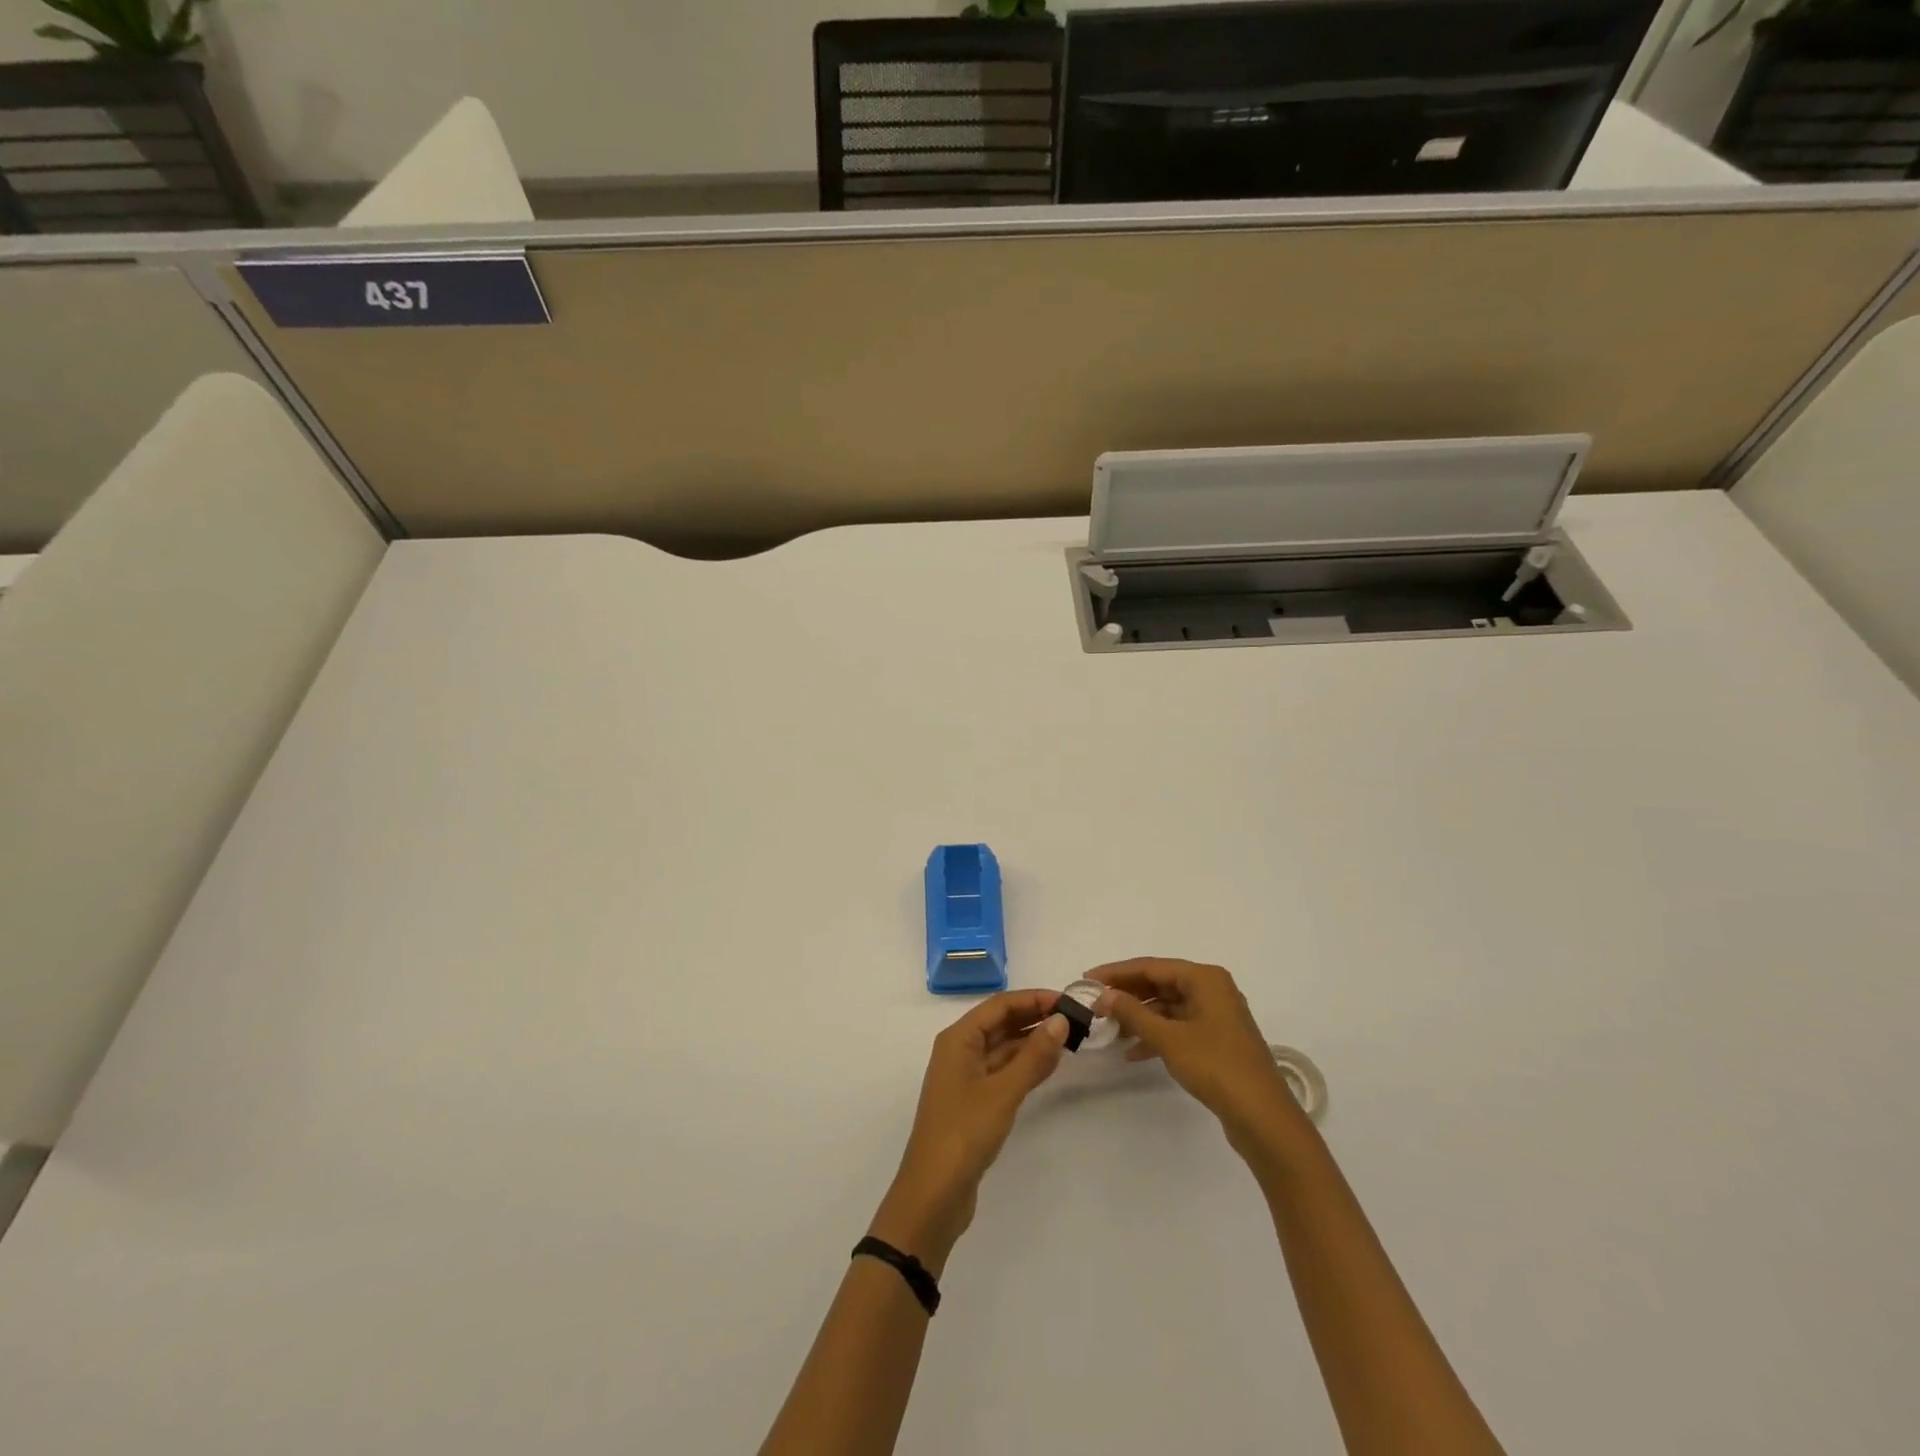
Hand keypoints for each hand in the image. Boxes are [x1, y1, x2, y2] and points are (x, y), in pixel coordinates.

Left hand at [870, 990, 1068, 1273]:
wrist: (933, 1194)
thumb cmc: (964, 1132)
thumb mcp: (1003, 1091)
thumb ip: (1033, 1055)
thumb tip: (1061, 1020)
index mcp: (958, 1038)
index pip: (1000, 1004)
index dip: (1034, 998)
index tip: (1069, 1000)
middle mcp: (960, 1050)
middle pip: (1001, 1022)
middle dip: (1035, 1017)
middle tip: (1075, 1018)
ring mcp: (966, 1077)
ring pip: (1003, 1047)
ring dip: (1033, 1041)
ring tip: (1070, 1037)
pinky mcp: (974, 1101)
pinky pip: (1003, 1070)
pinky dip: (1025, 1065)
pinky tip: (1051, 1064)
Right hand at [1091, 958, 1298, 1153]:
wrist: (1263, 1118)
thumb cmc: (1216, 1067)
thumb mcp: (1168, 1038)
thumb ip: (1133, 1013)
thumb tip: (1103, 995)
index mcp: (1205, 978)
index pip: (1151, 966)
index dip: (1116, 972)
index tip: (1087, 980)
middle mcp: (1212, 989)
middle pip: (1160, 983)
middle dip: (1127, 994)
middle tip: (1096, 1004)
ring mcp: (1216, 1015)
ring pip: (1168, 1006)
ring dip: (1140, 1017)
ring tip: (1110, 1030)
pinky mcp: (1217, 1039)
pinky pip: (1178, 1025)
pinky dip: (1156, 1034)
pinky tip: (1134, 1052)